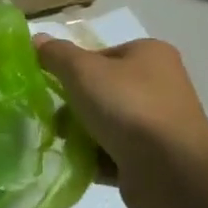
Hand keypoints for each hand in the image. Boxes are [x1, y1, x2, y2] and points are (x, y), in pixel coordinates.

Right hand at [37, 36, 207, 207]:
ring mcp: (157, 124)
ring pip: (106, 125)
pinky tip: (77, 165)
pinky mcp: (153, 158)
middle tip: (56, 121)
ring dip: (82, 135)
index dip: (73, 70)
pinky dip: (94, 159)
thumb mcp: (83, 71)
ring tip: (64, 145)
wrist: (170, 168)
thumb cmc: (128, 107)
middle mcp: (159, 85)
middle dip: (74, 108)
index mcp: (149, 55)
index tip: (54, 88)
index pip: (101, 56)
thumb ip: (57, 55)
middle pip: (102, 92)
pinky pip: (113, 154)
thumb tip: (37, 39)